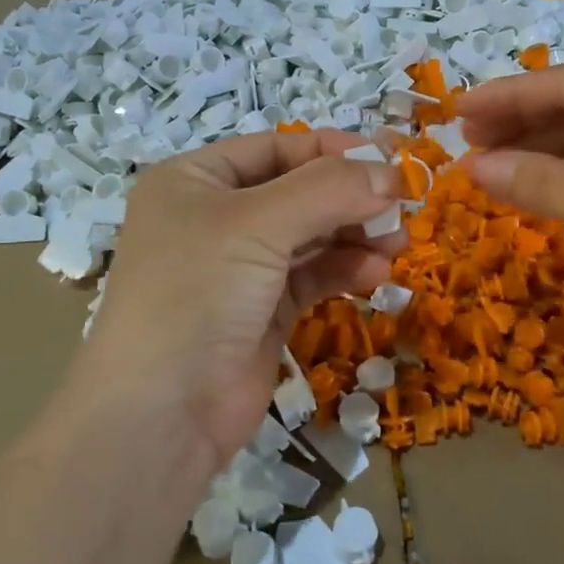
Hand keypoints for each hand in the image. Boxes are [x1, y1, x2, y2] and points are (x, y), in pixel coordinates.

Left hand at [84, 131, 403, 470]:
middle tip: (401, 207)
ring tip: (397, 242)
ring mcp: (240, 267)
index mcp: (194, 180)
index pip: (275, 148)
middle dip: (350, 198)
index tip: (387, 161)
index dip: (332, 150)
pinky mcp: (263, 310)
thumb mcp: (259, 224)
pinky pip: (312, 275)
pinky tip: (374, 272)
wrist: (162, 415)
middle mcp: (215, 217)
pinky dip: (344, 269)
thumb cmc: (198, 292)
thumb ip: (328, 191)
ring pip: (311, 235)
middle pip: (298, 191)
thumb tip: (391, 175)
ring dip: (354, 234)